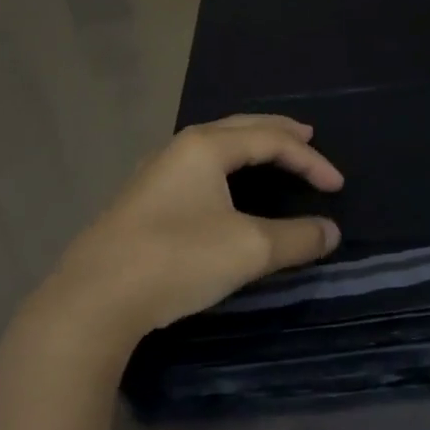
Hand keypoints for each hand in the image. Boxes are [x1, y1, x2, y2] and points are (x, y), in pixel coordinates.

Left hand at [20, 115, 342, 353]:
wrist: (92, 301)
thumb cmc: (177, 259)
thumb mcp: (249, 249)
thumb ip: (296, 238)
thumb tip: (330, 232)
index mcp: (206, 146)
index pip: (271, 140)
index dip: (310, 160)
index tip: (338, 187)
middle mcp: (180, 149)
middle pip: (240, 128)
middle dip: (278, 131)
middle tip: (308, 135)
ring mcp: (155, 174)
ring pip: (214, 146)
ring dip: (249, 145)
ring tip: (272, 154)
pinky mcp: (141, 201)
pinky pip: (197, 168)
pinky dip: (226, 166)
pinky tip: (224, 186)